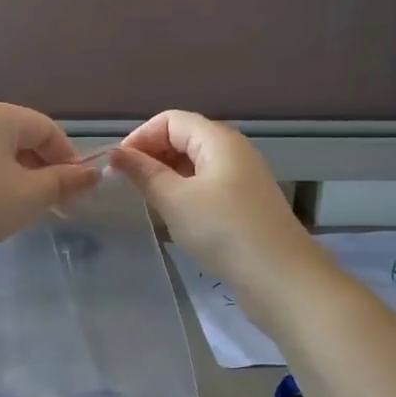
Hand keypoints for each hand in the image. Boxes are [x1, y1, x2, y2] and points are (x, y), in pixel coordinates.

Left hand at [0, 100, 100, 281]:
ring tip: (23, 211)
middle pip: (21, 139)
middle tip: (55, 206)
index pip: (47, 128)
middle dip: (44, 171)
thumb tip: (92, 174)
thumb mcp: (29, 196)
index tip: (79, 192)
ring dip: (18, 180)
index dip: (70, 158)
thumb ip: (64, 182)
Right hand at [110, 111, 313, 288]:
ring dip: (167, 176)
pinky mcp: (245, 204)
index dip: (140, 137)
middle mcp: (233, 151)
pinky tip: (175, 217)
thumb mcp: (175, 200)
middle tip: (128, 186)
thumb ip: (144, 174)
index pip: (170, 120)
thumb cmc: (222, 230)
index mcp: (218, 139)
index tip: (117, 167)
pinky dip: (185, 193)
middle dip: (152, 156)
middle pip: (184, 138)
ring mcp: (242, 178)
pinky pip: (207, 186)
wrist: (279, 277)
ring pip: (195, 164)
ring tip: (148, 202)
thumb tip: (116, 154)